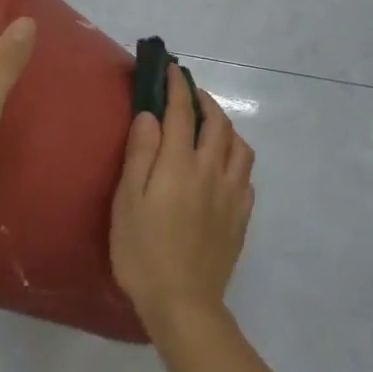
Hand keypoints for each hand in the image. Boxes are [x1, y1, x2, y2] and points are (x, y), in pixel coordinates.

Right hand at [109, 63, 254, 332]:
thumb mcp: (127, 202)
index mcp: (180, 164)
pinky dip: (235, 157)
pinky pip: (245, 174)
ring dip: (225, 126)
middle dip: (204, 100)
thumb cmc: (142, 252)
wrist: (183, 302)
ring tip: (209, 125)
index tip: (171, 69)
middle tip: (188, 92)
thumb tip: (150, 115)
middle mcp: (212, 171)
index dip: (176, 86)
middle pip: (218, 123)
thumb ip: (141, 154)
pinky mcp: (241, 216)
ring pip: (239, 146)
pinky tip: (224, 166)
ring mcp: (232, 194)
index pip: (182, 112)